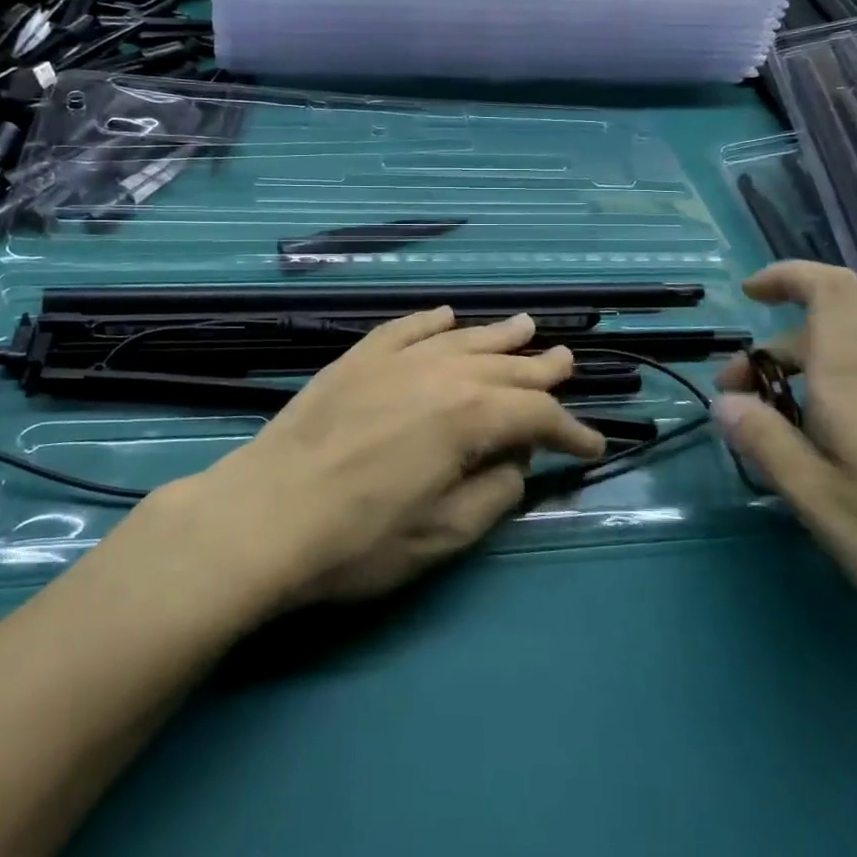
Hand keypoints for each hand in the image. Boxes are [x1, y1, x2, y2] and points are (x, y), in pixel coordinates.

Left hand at [181, 309, 606, 607]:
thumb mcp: (443, 535)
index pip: (537, 415)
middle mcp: (439, 372)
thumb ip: (494, 492)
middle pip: (504, 366)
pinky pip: (404, 328)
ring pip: (460, 338)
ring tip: (525, 326)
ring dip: (497, 335)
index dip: (571, 430)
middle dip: (541, 370)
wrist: (264, 516)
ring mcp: (394, 359)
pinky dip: (430, 321)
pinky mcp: (356, 359)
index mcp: (469, 416)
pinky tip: (446, 316)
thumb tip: (514, 459)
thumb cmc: (358, 540)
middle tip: (568, 363)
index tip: (592, 444)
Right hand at [714, 262, 856, 686]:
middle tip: (739, 412)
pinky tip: (843, 470)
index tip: (747, 296)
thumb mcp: (822, 502)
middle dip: (770, 361)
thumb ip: (767, 444)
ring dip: (804, 392)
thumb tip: (725, 402)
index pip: (829, 290)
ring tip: (786, 451)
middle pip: (824, 339)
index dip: (787, 276)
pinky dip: (841, 413)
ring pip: (850, 374)